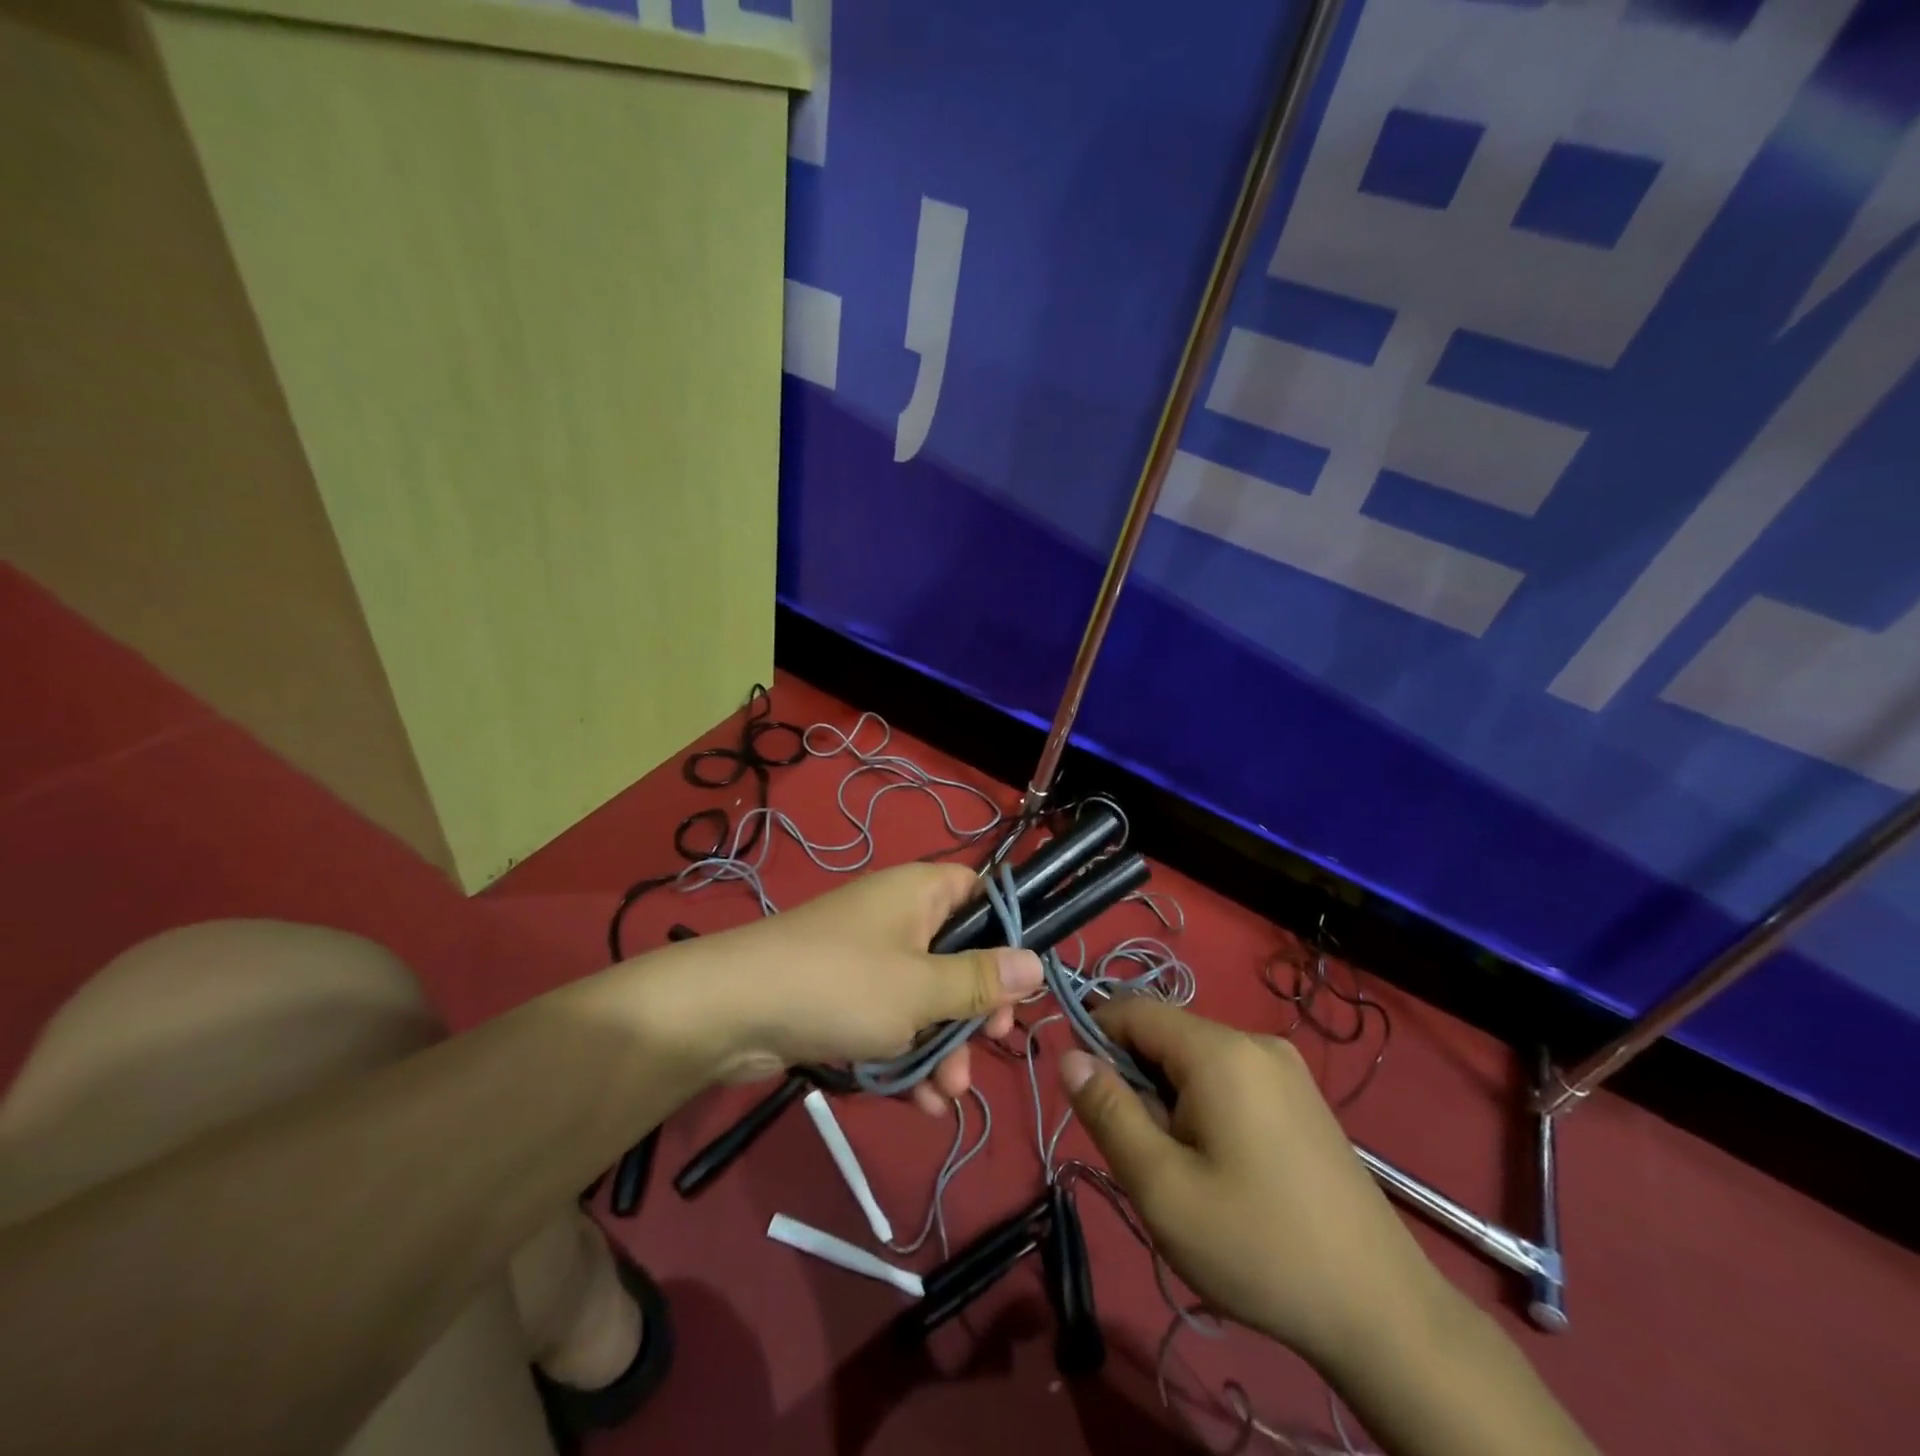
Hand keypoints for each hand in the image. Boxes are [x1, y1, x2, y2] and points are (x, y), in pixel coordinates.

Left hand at [649, 863, 1042, 1113]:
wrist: (731, 1012)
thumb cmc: (841, 985)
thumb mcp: (921, 988)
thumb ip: (980, 981)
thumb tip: (1036, 964)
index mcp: (921, 893)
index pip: (981, 892)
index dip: (1007, 931)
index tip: (1021, 981)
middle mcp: (899, 918)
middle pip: (960, 955)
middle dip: (975, 1009)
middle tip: (991, 1041)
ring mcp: (870, 960)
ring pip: (928, 999)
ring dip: (944, 1046)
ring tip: (947, 1094)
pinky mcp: (847, 999)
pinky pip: (893, 1023)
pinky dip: (908, 1057)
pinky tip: (920, 1104)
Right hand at [1058, 999, 1446, 1374]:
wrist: (1382, 1311)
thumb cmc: (1257, 1247)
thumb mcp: (1163, 1188)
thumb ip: (1109, 1112)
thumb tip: (1069, 1055)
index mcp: (1220, 1051)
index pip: (1133, 1010)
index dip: (1095, 1039)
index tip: (1086, 1097)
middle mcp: (1254, 1041)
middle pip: (1166, 1036)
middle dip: (1137, 1081)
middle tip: (1143, 1154)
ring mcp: (1286, 1068)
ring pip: (1196, 1060)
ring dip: (1170, 1098)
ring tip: (1183, 1169)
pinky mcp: (1302, 1096)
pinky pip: (1230, 1079)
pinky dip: (1204, 1106)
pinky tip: (1221, 1167)